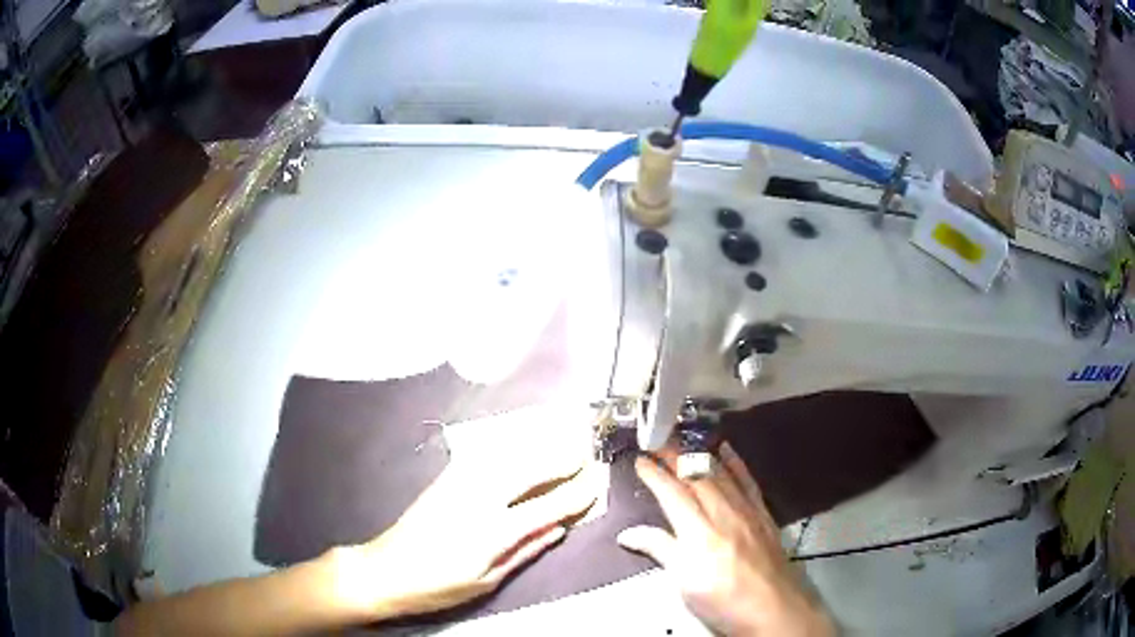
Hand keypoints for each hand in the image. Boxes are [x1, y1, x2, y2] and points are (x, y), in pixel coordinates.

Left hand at [333, 448, 599, 619]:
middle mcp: (478, 499)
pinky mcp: (445, 479)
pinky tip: (521, 442)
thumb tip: (557, 528)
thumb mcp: (487, 581)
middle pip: (528, 470)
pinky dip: (510, 446)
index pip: (546, 506)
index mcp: (492, 532)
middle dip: (561, 457)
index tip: (597, 481)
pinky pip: (485, 455)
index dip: (575, 494)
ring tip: (563, 436)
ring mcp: (458, 484)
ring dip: (538, 444)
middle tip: (586, 447)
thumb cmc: (437, 586)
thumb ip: (524, 551)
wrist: (384, 570)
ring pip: (507, 455)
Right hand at [617, 443, 833, 636]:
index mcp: (698, 533)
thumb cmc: (722, 600)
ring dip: (700, 455)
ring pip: (721, 475)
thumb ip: (661, 551)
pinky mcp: (763, 514)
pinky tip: (726, 450)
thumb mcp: (684, 583)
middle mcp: (723, 514)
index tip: (640, 461)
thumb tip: (628, 534)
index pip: (672, 494)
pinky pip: (748, 481)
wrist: (772, 608)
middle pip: (696, 477)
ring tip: (684, 442)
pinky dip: (735, 463)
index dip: (655, 475)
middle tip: (657, 444)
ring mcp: (746, 511)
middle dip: (674, 457)